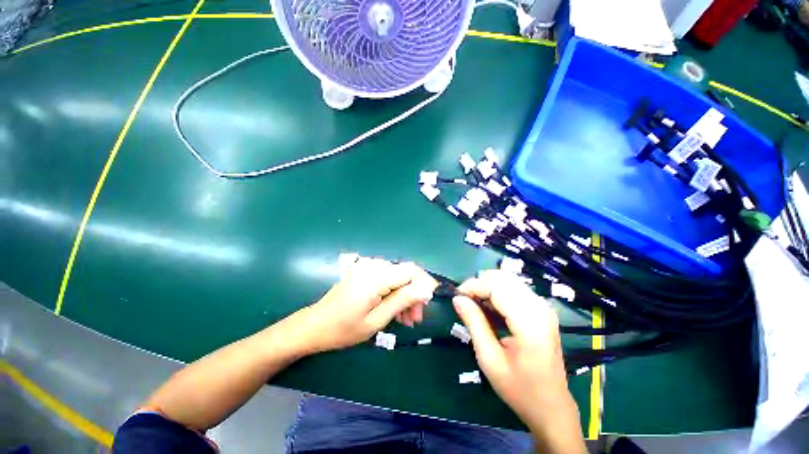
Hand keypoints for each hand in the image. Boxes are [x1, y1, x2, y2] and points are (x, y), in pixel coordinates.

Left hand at [286, 258, 437, 354]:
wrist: (315, 325)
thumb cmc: (344, 328)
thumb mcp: (376, 320)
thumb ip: (402, 301)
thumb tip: (426, 289)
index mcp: (375, 277)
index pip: (411, 270)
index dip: (424, 282)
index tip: (430, 301)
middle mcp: (373, 265)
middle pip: (405, 273)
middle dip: (414, 294)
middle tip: (416, 319)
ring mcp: (367, 266)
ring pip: (398, 276)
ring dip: (405, 295)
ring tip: (406, 319)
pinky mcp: (364, 270)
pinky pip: (387, 277)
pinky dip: (394, 291)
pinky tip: (394, 309)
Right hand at [453, 270, 579, 439]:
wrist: (551, 406)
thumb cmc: (519, 388)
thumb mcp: (489, 358)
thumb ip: (473, 323)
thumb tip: (457, 299)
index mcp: (529, 321)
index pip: (496, 286)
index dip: (473, 286)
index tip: (457, 296)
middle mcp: (539, 307)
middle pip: (503, 278)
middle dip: (479, 283)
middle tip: (465, 300)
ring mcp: (543, 307)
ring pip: (508, 280)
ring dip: (487, 286)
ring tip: (475, 304)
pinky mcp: (542, 309)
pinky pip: (515, 289)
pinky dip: (497, 292)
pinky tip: (489, 308)